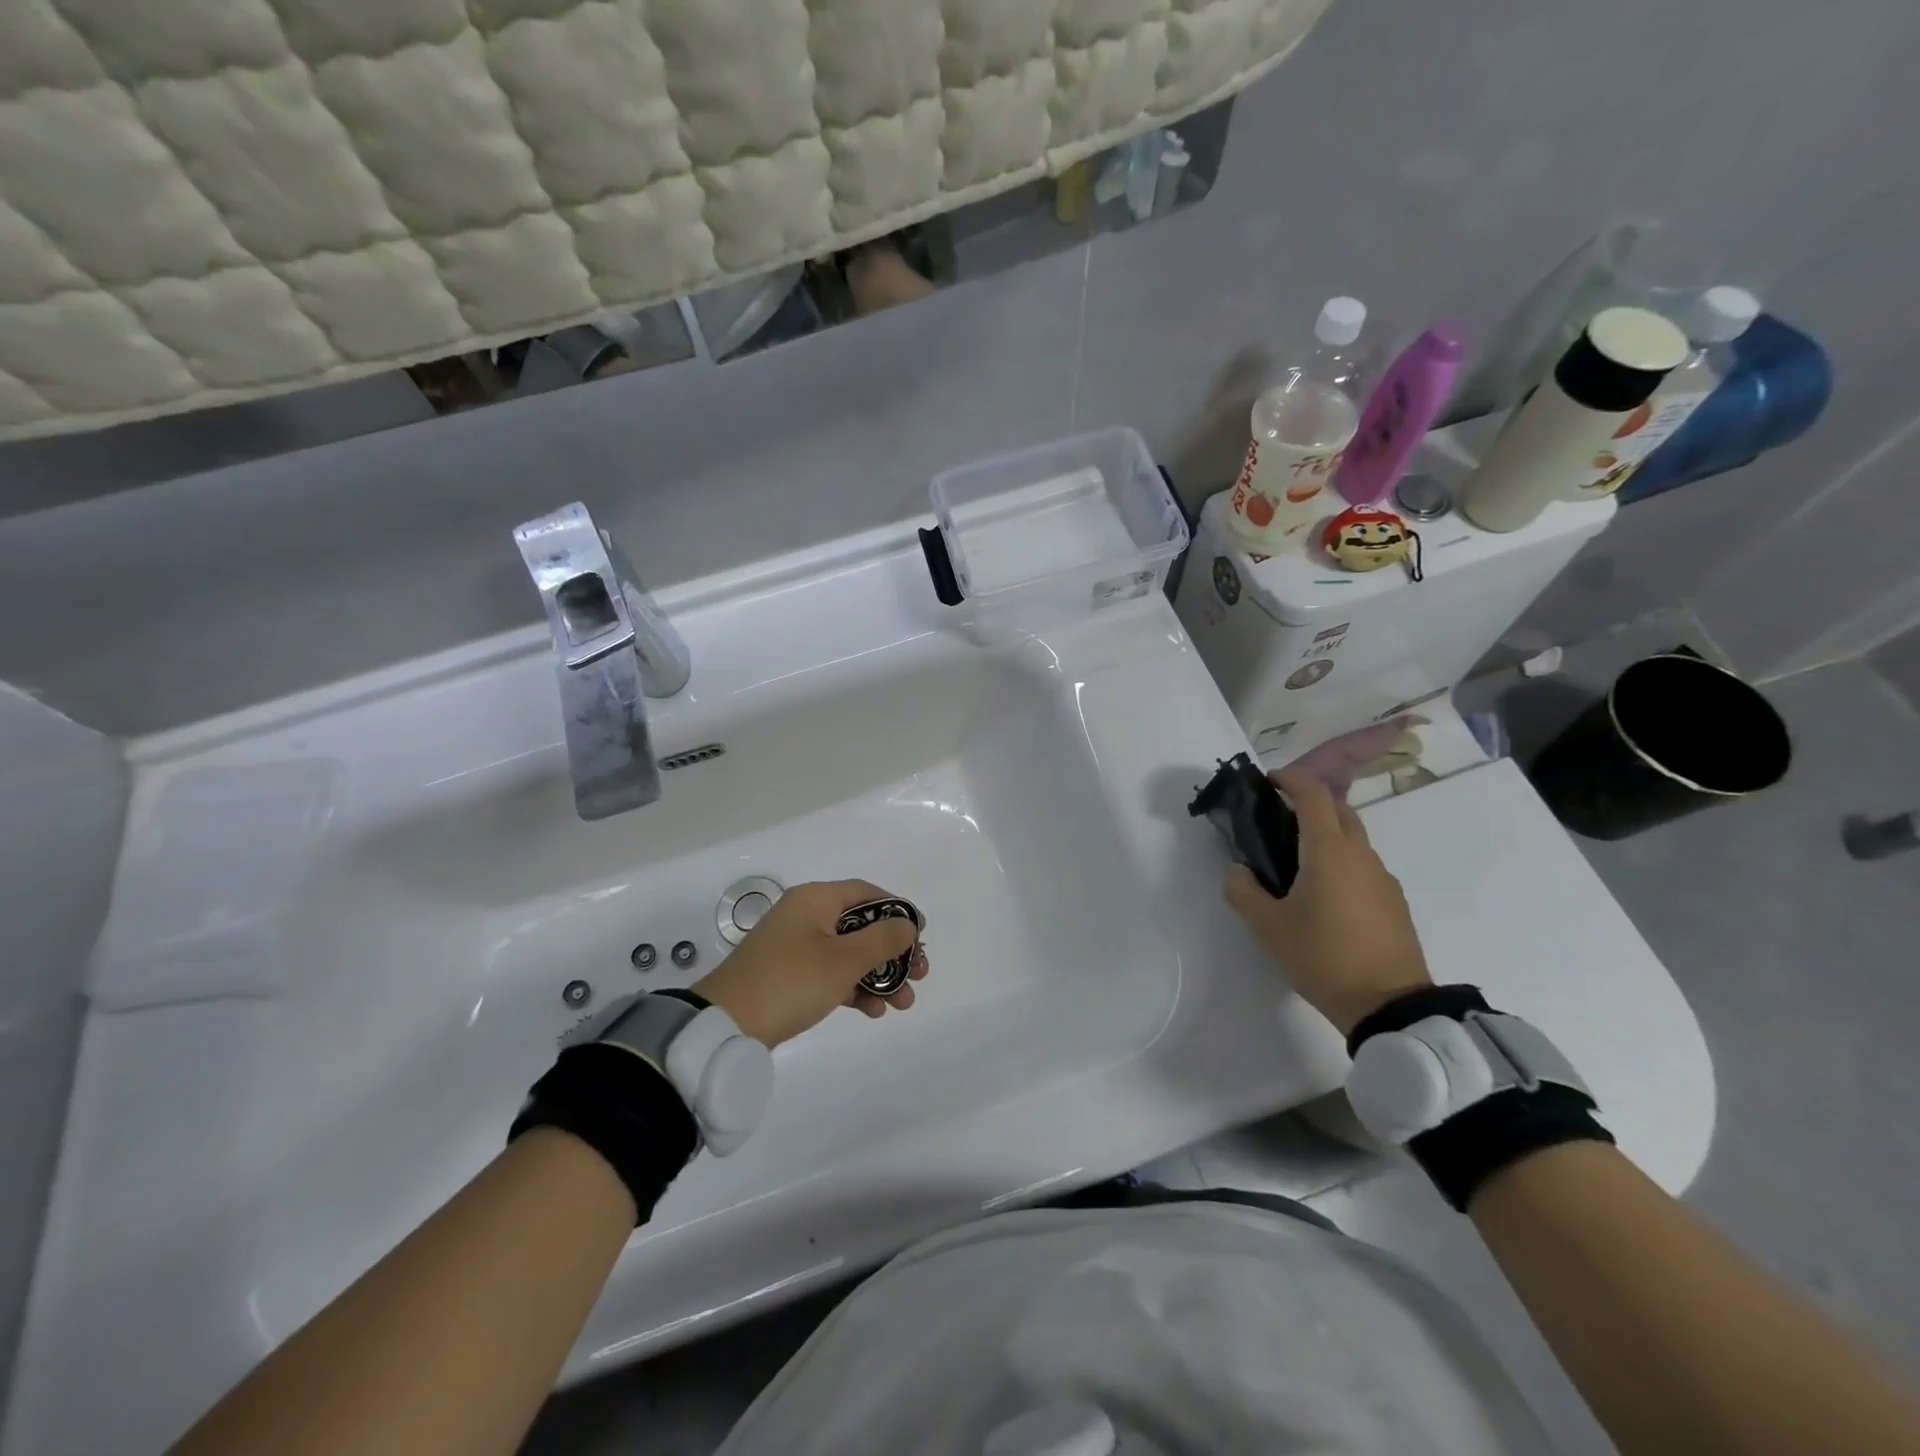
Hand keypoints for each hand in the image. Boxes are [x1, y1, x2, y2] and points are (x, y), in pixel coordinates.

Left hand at [692, 880, 928, 1047]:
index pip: (867, 893)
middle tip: (919, 975)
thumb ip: (883, 939)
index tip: (921, 935)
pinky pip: (830, 973)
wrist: (724, 1025)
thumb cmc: (791, 981)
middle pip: (861, 926)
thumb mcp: (844, 960)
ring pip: (848, 953)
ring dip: (878, 975)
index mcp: (815, 900)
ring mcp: (795, 947)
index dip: (897, 911)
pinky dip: (853, 987)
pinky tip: (873, 1011)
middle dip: (893, 952)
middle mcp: (805, 916)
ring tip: (903, 1004)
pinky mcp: (788, 975)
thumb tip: (907, 923)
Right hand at [1223, 770, 1431, 1036]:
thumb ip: (1243, 892)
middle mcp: (1359, 854)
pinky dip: (1341, 861)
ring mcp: (1382, 877)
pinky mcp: (1393, 901)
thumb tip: (1237, 871)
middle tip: (1276, 821)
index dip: (1290, 779)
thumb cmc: (1323, 957)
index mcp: (1328, 851)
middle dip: (1308, 803)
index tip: (1267, 781)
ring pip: (1353, 838)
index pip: (1313, 794)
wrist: (1390, 1006)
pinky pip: (1363, 865)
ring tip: (1296, 863)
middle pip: (1337, 810)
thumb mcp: (1268, 927)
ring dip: (1325, 834)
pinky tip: (1325, 895)